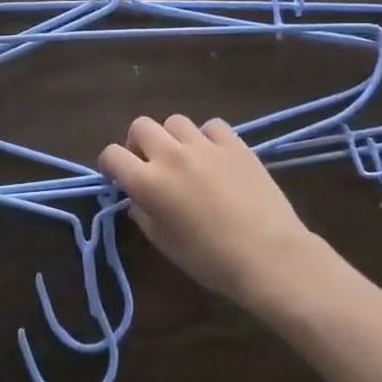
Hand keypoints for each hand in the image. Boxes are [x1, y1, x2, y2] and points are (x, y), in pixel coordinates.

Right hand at [99, 116, 322, 309]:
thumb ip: (143, 214)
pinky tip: (215, 157)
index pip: (112, 155)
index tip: (119, 177)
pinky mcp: (234, 143)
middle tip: (151, 164)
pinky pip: (211, 126)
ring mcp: (204, 145)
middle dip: (139, 143)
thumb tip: (138, 198)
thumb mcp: (165, 244)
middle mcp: (170, 155)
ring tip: (185, 158)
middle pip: (140, 126)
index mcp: (148, 182)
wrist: (270, 256)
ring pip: (175, 121)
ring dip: (173, 137)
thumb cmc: (211, 260)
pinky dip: (207, 138)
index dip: (111, 165)